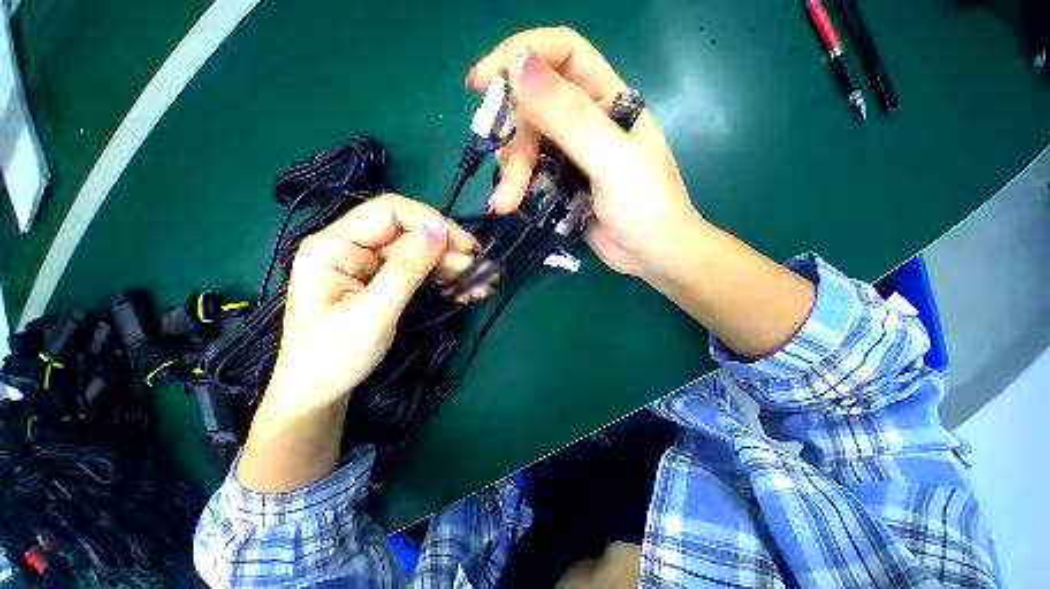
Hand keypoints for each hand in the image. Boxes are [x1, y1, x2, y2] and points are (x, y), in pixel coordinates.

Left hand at [238, 195, 476, 491]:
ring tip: (483, 284)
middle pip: (411, 234)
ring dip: (454, 268)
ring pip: (421, 254)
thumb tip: (440, 230)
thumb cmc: (333, 356)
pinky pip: (421, 273)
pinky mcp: (385, 283)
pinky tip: (466, 291)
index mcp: (335, 245)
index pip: (389, 211)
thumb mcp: (373, 312)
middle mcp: (353, 247)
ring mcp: (371, 266)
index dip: (430, 221)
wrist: (319, 394)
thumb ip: (407, 269)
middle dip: (449, 251)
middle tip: (483, 270)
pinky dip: (445, 281)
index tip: (464, 245)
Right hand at [466, 27, 706, 279]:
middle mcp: (587, 121)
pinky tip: (509, 204)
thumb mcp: (614, 163)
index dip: (521, 54)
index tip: (481, 82)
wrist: (651, 254)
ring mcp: (572, 154)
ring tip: (507, 203)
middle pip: (534, 108)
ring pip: (526, 143)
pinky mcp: (561, 183)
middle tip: (510, 180)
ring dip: (511, 171)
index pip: (562, 53)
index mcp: (609, 101)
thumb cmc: (647, 208)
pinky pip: (529, 172)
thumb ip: (572, 119)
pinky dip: (515, 186)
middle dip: (514, 140)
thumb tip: (519, 67)